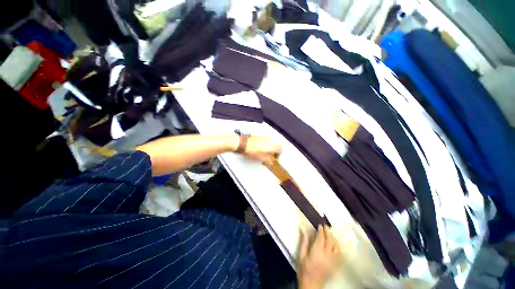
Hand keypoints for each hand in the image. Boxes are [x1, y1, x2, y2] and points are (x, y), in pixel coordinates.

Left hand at [242, 136, 281, 166]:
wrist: (242, 143)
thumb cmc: (252, 151)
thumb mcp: (261, 159)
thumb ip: (268, 161)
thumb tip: (271, 163)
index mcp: (271, 146)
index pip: (280, 148)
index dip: (279, 153)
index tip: (275, 157)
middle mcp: (269, 140)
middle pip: (274, 146)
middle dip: (272, 152)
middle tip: (268, 157)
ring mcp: (263, 137)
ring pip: (268, 144)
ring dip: (267, 148)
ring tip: (261, 154)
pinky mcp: (258, 136)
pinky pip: (263, 141)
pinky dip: (262, 145)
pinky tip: (256, 149)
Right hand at [298, 225, 340, 288]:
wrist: (311, 284)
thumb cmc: (304, 269)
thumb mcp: (301, 255)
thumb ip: (304, 243)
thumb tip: (305, 231)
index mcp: (317, 252)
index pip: (321, 238)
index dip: (321, 230)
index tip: (319, 225)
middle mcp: (326, 255)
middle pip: (329, 240)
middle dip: (327, 231)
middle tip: (325, 225)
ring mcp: (332, 260)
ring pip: (336, 246)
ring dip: (333, 238)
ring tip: (330, 233)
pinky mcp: (335, 265)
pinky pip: (339, 253)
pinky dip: (337, 246)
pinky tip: (335, 243)